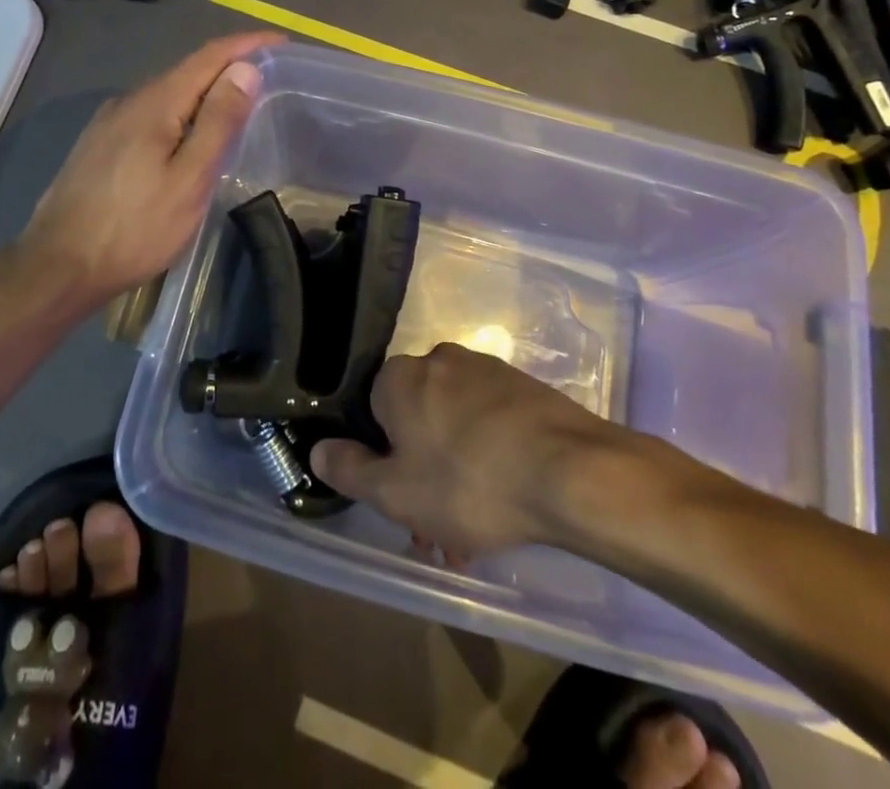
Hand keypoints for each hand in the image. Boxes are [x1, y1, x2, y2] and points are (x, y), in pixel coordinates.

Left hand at [18, 31, 282, 306]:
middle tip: (268, 75)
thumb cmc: (134, 228)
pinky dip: (181, 111)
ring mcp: (110, 122)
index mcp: (155, 103)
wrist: (58, 265)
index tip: (280, 41)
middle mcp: (130, 101)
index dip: (247, 44)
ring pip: (167, 93)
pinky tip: (189, 133)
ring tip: (237, 103)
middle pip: (187, 70)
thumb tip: (245, 69)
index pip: (209, 56)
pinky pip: (151, 113)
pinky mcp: (100, 144)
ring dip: (204, 90)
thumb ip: (218, 122)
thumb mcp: (189, 179)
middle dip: (229, 65)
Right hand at [311, 343, 616, 560]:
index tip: (400, 502)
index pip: (373, 411)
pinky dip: (490, 458)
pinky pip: (491, 424)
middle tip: (439, 529)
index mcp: (401, 376)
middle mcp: (440, 360)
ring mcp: (487, 370)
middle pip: (416, 420)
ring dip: (457, 473)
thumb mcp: (395, 492)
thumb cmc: (469, 481)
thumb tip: (318, 449)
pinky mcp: (524, 388)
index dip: (382, 460)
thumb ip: (349, 470)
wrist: (571, 471)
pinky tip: (508, 502)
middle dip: (422, 473)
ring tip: (478, 529)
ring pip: (455, 426)